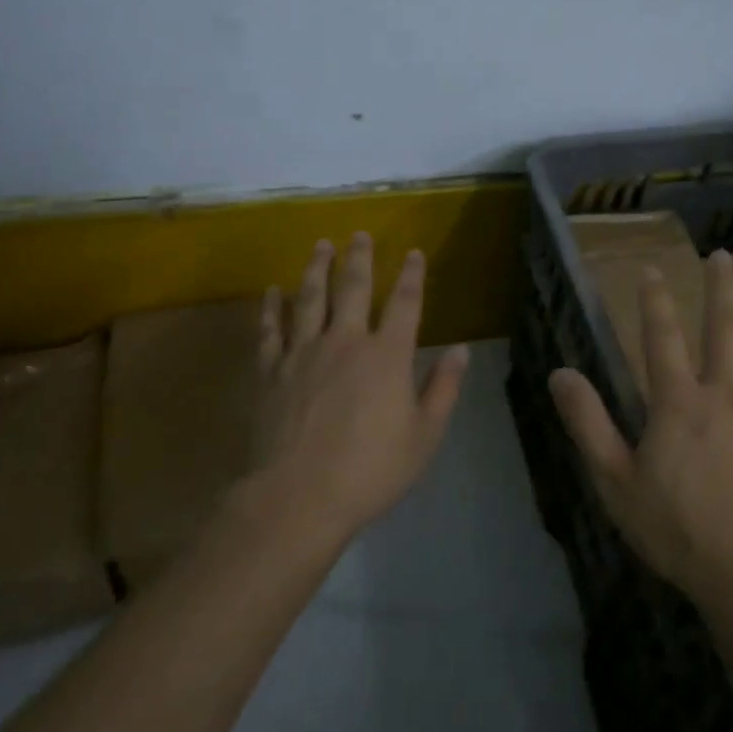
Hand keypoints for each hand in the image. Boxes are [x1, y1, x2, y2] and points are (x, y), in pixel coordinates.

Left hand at [249, 233, 469, 545]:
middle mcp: (346, 341)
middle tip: (359, 234)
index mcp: (387, 356)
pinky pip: (271, 329)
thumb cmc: (370, 470)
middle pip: (353, 287)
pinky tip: (272, 291)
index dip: (412, 275)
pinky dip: (271, 307)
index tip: (414, 253)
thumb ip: (443, 388)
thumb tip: (461, 350)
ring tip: (321, 245)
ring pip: (310, 298)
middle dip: (359, 257)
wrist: (298, 497)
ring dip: (316, 268)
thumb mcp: (424, 436)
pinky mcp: (271, 370)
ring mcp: (303, 352)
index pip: (404, 303)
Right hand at [549, 250, 732, 614]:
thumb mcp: (616, 483)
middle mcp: (726, 393)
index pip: (662, 336)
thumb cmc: (679, 531)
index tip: (651, 270)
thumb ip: (588, 424)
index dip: (655, 299)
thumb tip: (560, 372)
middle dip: (721, 286)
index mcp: (679, 402)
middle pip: (726, 326)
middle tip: (720, 254)